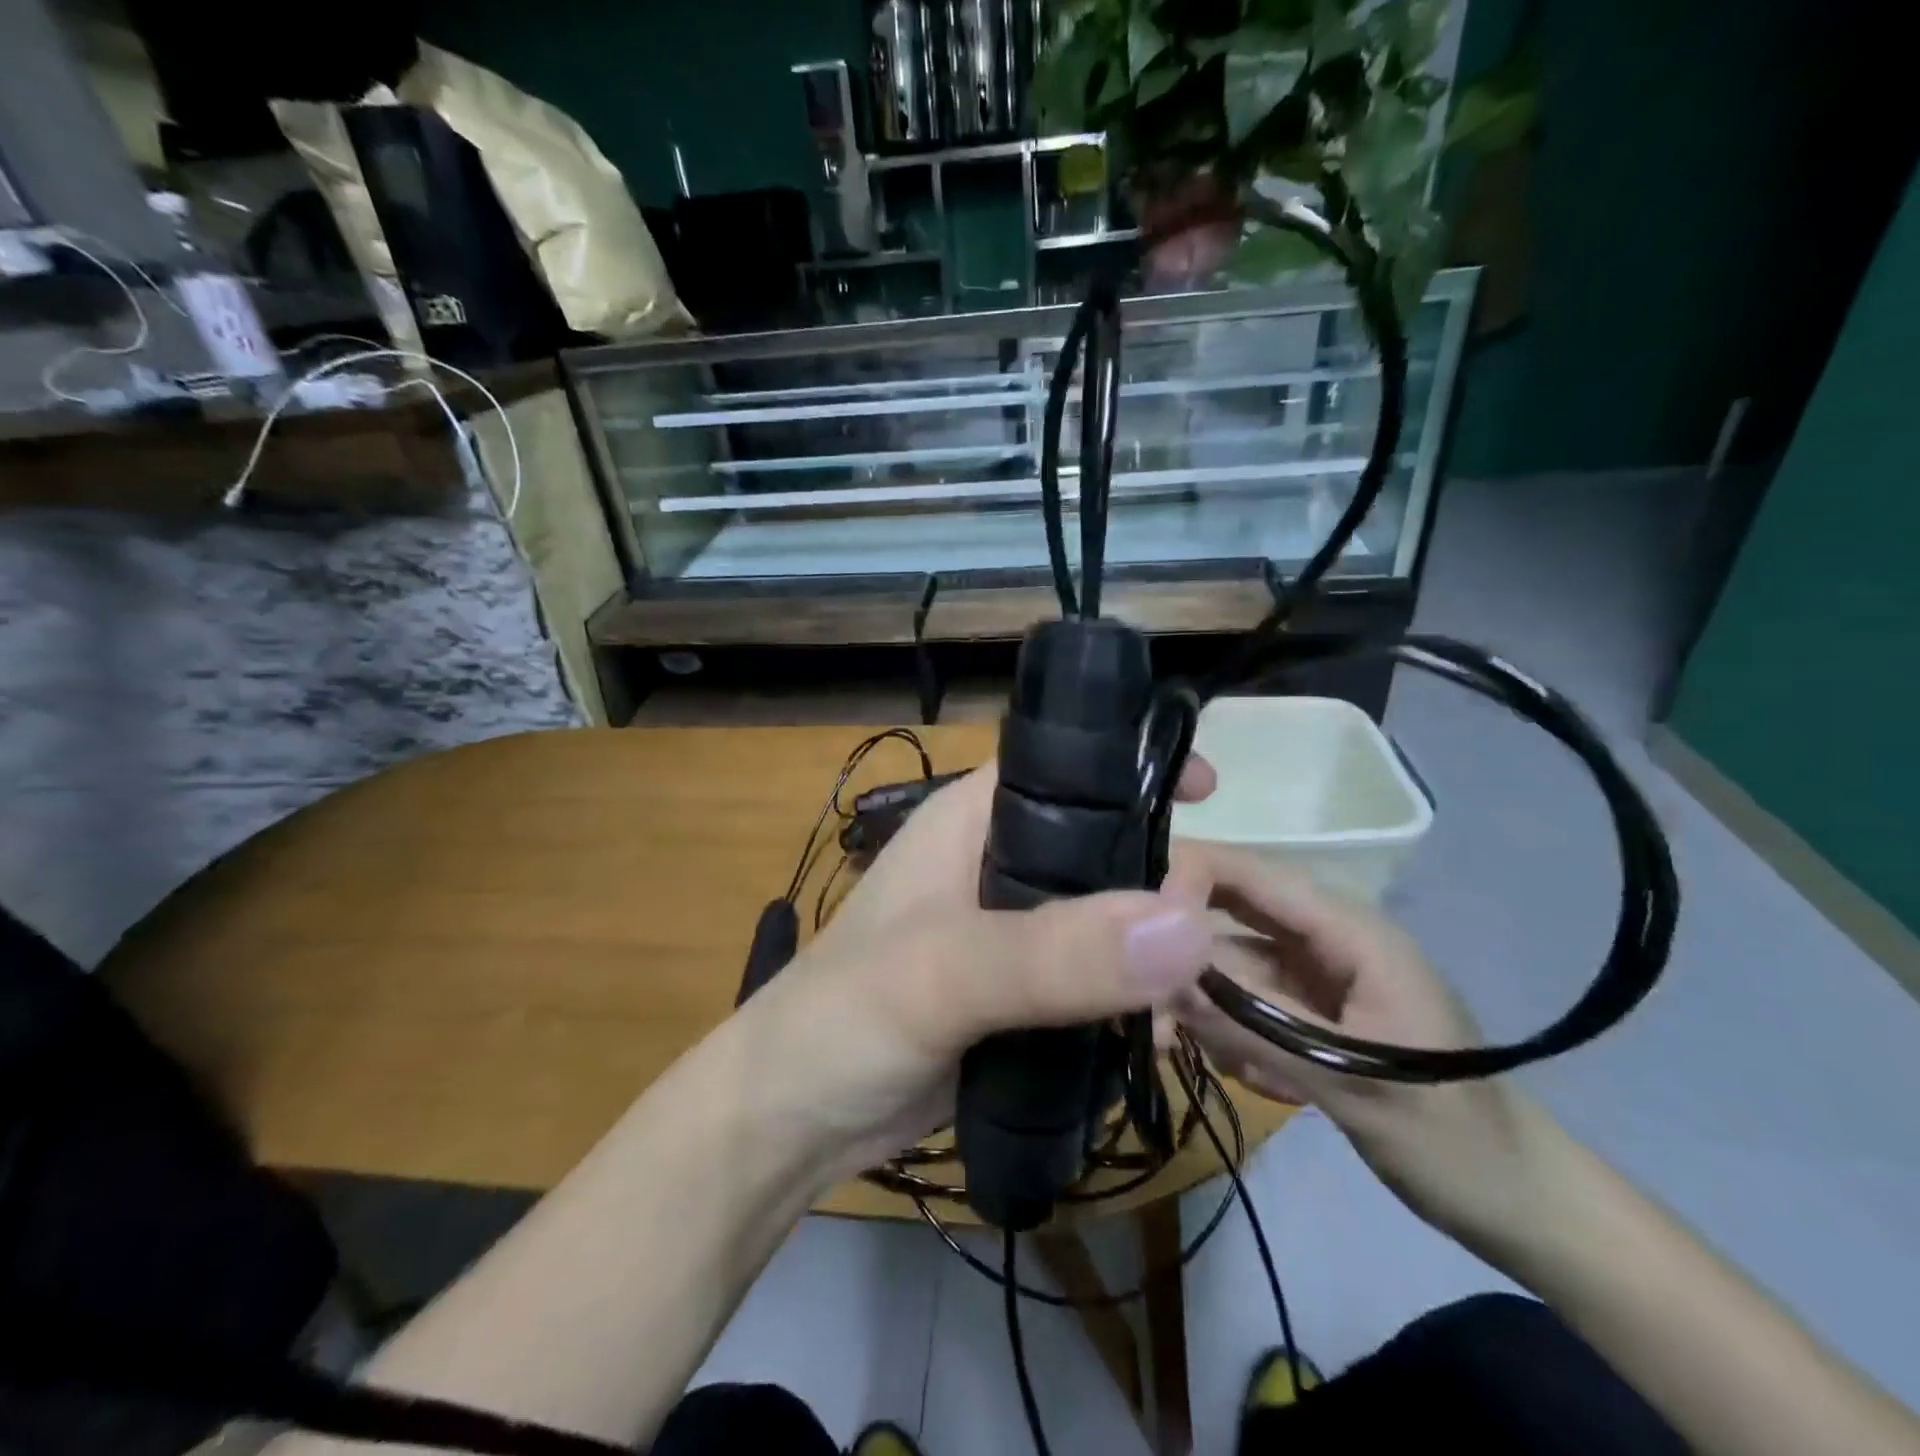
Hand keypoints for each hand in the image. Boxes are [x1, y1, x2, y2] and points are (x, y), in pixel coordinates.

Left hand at [741, 759, 1217, 1181]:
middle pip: (1102, 847)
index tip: (1214, 793)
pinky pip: (1094, 981)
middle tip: (1217, 926)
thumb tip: (1187, 925)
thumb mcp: (940, 975)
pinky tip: (1169, 1035)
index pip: (1066, 768)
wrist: (789, 1124)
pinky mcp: (1018, 996)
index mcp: (972, 821)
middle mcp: (996, 864)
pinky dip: (1132, 1000)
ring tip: (1208, 993)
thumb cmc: (843, 1021)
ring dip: (1155, 949)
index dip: (1134, 768)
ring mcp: (1010, 934)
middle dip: (1162, 877)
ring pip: (1105, 919)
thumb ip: (1054, 953)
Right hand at [1161, 841, 1566, 1245]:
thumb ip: (1255, 1027)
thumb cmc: (1452, 1137)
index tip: (1134, 927)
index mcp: (1349, 931)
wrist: (1517, 1202)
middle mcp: (1323, 938)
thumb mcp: (1352, 1084)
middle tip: (1144, 1003)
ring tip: (1206, 1058)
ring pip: (1227, 962)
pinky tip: (1258, 1079)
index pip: (1251, 874)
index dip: (1188, 879)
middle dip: (1182, 953)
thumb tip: (1161, 979)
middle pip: (1228, 913)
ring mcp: (1312, 974)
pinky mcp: (1305, 1008)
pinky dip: (1229, 1032)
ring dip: (1204, 1005)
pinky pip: (1242, 1000)